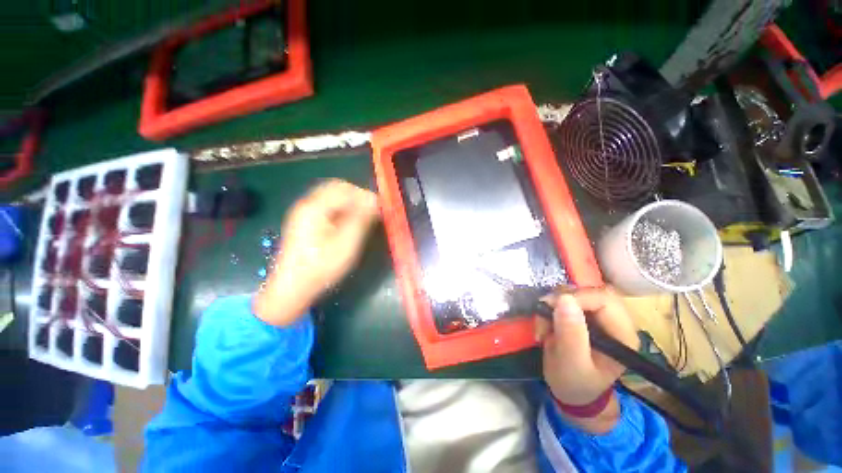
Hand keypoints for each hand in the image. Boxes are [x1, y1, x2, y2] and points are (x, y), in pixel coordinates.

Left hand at [253, 180, 379, 325]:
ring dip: (350, 202)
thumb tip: (375, 200)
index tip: (379, 207)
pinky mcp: (305, 221)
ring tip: (363, 217)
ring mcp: (304, 212)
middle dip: (357, 196)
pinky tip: (349, 223)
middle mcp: (307, 204)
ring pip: (332, 196)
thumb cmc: (322, 266)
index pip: (344, 189)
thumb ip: (361, 219)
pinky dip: (341, 209)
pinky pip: (327, 206)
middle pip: (336, 188)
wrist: (292, 287)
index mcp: (315, 207)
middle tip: (372, 211)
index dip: (364, 195)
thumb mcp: (346, 243)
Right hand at [536, 286, 638, 433]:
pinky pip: (565, 299)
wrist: (571, 391)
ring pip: (575, 292)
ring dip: (553, 304)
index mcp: (622, 335)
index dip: (577, 297)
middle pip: (591, 291)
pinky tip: (545, 324)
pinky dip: (550, 307)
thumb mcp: (571, 364)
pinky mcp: (583, 314)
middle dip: (563, 299)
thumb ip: (571, 334)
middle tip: (544, 312)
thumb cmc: (574, 383)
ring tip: (543, 325)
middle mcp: (615, 321)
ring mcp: (598, 316)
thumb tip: (564, 299)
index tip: (552, 306)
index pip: (605, 299)